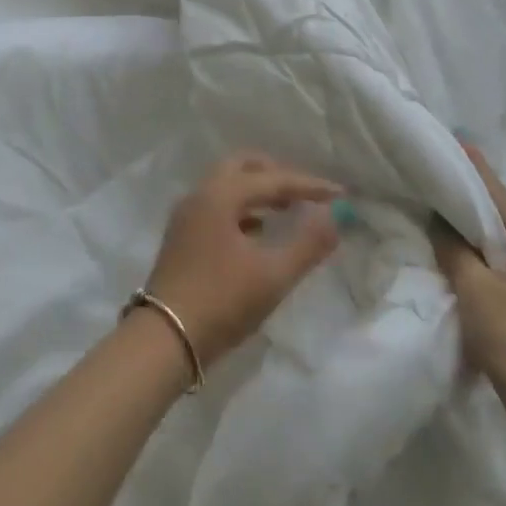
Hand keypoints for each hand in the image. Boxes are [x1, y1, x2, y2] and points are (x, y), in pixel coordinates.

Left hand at [142, 153, 342, 368]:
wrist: (165, 339)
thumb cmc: (222, 301)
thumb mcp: (272, 276)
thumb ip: (307, 245)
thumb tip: (334, 217)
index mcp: (220, 194)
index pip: (272, 179)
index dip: (308, 185)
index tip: (340, 193)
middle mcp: (201, 194)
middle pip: (242, 167)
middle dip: (276, 175)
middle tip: (304, 193)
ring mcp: (187, 214)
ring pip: (227, 186)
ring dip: (258, 191)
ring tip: (286, 210)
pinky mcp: (183, 235)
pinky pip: (218, 206)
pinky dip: (242, 209)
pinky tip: (258, 233)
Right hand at [429, 143, 505, 420]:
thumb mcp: (476, 289)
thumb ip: (454, 249)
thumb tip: (439, 221)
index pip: (502, 199)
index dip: (478, 173)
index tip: (459, 144)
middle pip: (504, 222)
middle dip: (472, 202)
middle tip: (439, 179)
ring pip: (502, 251)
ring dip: (473, 235)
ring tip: (439, 215)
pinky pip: (502, 275)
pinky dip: (479, 263)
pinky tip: (456, 263)